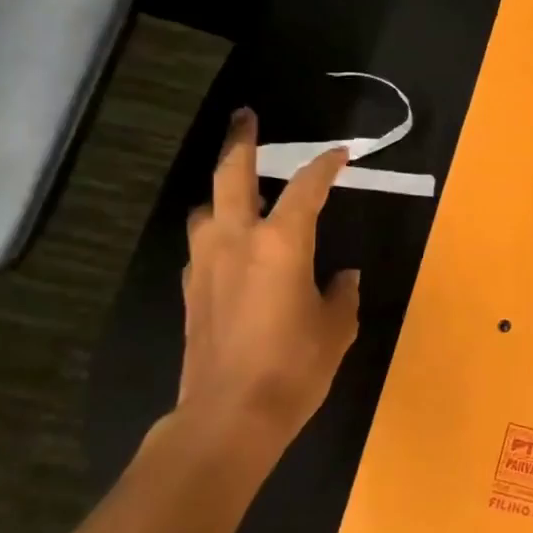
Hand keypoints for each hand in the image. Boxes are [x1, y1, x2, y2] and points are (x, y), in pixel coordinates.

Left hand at [176, 109, 360, 465]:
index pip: (307, 187)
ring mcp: (206, 264)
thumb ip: (341, 294)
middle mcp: (237, 240)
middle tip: (246, 117)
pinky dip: (216, 235)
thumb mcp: (336, 327)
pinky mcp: (191, 292)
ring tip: (240, 194)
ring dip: (222, 193)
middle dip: (241, 140)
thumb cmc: (295, 365)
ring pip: (206, 209)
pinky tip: (231, 251)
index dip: (326, 165)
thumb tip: (341, 278)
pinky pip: (201, 246)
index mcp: (281, 242)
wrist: (229, 415)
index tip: (341, 154)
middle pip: (232, 174)